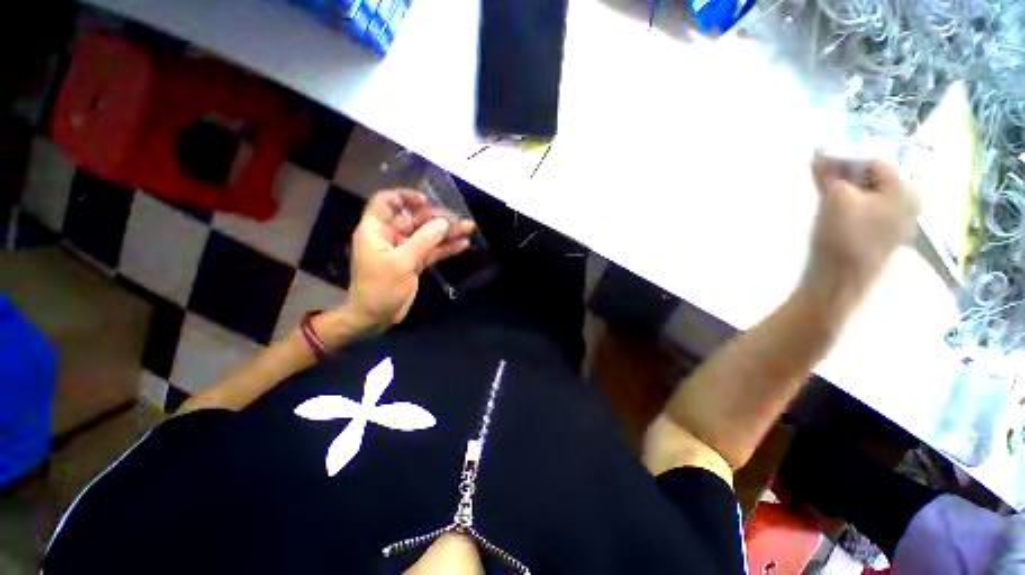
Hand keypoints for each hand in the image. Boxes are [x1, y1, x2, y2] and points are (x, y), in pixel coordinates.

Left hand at [335, 189, 474, 335]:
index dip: (405, 197)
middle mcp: (390, 236)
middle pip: (414, 219)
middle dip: (437, 218)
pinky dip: (446, 248)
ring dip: (447, 232)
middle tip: (459, 219)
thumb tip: (443, 223)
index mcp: (377, 230)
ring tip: (468, 228)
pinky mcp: (415, 263)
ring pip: (427, 235)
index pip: (386, 202)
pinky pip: (432, 251)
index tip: (426, 201)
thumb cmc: (380, 287)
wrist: (375, 316)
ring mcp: (405, 250)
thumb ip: (424, 240)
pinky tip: (463, 244)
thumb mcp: (402, 262)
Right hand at [801, 157, 918, 309]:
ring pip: (866, 195)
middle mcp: (904, 204)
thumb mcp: (835, 199)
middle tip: (819, 176)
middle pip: (872, 179)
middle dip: (845, 175)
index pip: (876, 163)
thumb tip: (819, 154)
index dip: (848, 159)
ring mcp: (892, 223)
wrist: (840, 281)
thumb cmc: (843, 237)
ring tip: (821, 192)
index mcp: (904, 191)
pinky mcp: (876, 237)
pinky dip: (846, 205)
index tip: (823, 162)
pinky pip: (863, 211)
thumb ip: (830, 175)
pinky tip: (830, 210)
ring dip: (843, 190)